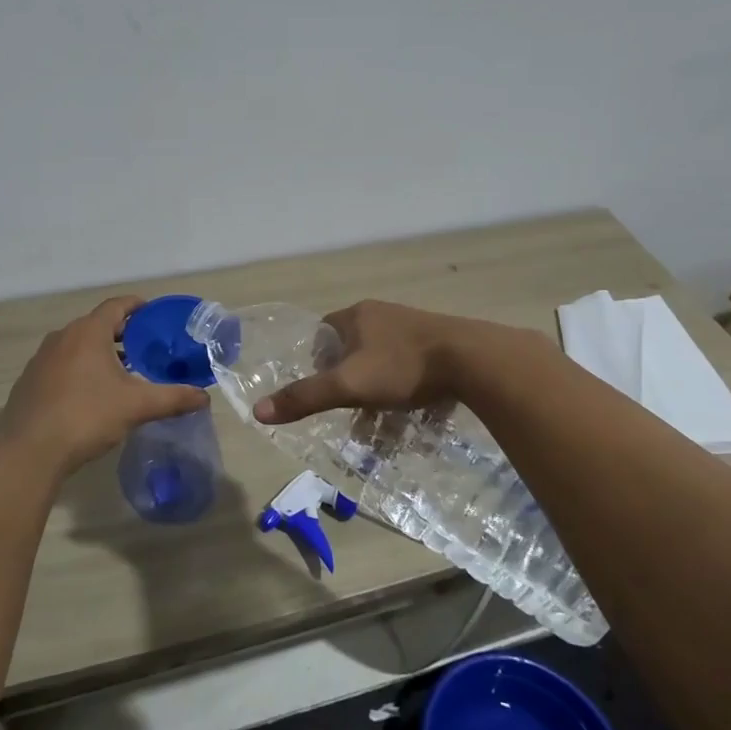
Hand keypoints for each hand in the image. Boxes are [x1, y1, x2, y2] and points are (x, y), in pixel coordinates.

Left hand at [1, 296, 209, 474]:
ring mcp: (42, 359)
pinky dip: (80, 369)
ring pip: (77, 346)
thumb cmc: (87, 416)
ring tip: (122, 373)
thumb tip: (204, 397)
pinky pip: (61, 365)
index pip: (116, 306)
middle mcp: (62, 337)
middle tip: (145, 348)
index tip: (153, 314)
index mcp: (88, 332)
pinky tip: (90, 395)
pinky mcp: (30, 381)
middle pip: (97, 325)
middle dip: (122, 334)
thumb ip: (173, 398)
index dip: (137, 306)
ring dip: (100, 353)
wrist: (30, 450)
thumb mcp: (137, 406)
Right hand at [254, 300, 476, 424]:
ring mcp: (414, 324)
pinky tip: (415, 405)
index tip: (325, 387)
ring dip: (379, 383)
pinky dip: (406, 382)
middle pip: (354, 346)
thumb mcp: (348, 386)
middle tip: (353, 407)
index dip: (319, 359)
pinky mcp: (439, 339)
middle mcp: (383, 313)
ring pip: (383, 356)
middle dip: (350, 377)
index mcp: (357, 316)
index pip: (324, 332)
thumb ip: (305, 398)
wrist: (472, 359)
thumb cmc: (402, 367)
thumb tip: (258, 411)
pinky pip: (411, 361)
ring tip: (384, 415)